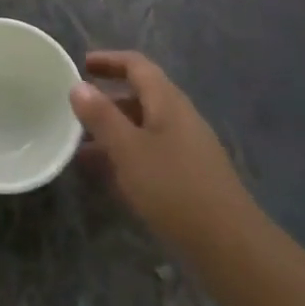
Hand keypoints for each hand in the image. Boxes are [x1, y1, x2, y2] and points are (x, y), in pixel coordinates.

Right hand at [71, 52, 254, 255]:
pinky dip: (126, 155)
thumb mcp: (129, 150)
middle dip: (107, 99)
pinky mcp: (189, 176)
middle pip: (141, 95)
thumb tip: (79, 85)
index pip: (137, 65)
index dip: (109, 60)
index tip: (81, 64)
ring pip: (144, 127)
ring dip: (114, 131)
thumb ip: (102, 117)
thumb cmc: (173, 187)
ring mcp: (187, 148)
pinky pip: (151, 153)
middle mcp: (180, 117)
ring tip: (80, 146)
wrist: (229, 245)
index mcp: (168, 101)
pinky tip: (107, 177)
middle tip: (75, 108)